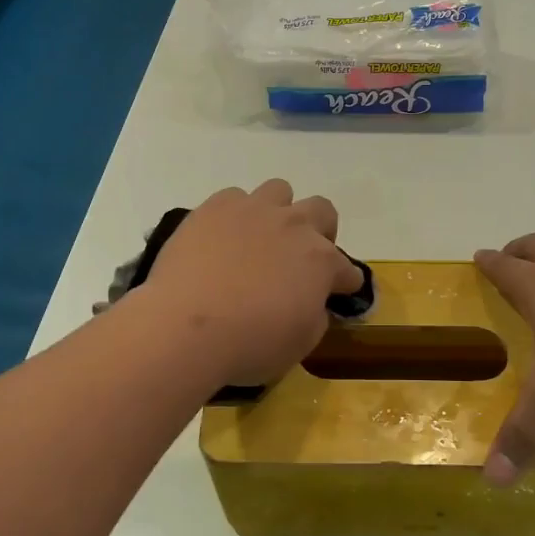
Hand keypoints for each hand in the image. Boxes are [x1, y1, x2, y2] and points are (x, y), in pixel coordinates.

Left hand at [142, 180, 363, 392]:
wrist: (187, 327)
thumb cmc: (250, 344)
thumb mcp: (299, 344)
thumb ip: (315, 317)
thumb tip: (312, 303)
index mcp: (321, 261)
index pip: (347, 269)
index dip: (344, 282)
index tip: (337, 294)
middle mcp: (295, 225)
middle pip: (322, 210)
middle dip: (320, 230)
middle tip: (300, 257)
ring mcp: (254, 210)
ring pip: (279, 191)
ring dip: (278, 212)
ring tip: (260, 238)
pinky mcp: (216, 207)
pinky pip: (234, 197)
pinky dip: (234, 215)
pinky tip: (222, 238)